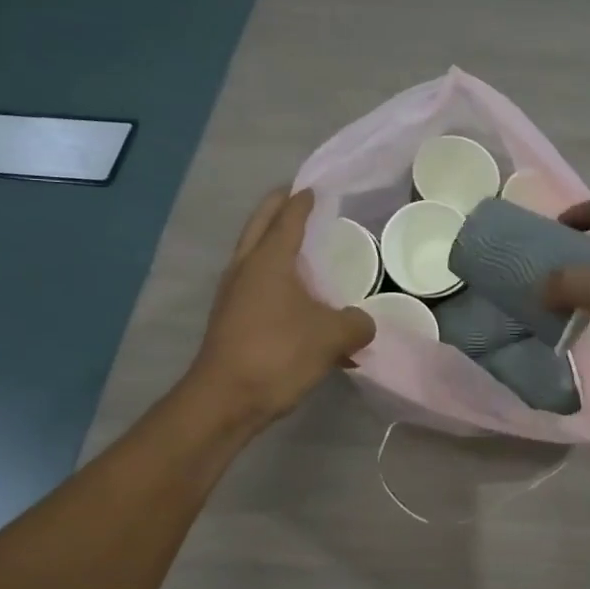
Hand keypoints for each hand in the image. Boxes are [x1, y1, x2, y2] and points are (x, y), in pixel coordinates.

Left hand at [192, 188, 374, 424]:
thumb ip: (357, 324)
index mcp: (269, 260)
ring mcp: (233, 293)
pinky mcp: (230, 317)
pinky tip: (295, 297)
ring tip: (299, 245)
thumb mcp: (332, 337)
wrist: (225, 400)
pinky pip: (254, 282)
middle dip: (279, 207)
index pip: (288, 217)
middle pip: (261, 224)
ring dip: (272, 241)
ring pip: (253, 253)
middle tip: (299, 199)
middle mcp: (246, 268)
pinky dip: (272, 275)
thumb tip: (364, 323)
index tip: (316, 188)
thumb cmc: (278, 355)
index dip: (303, 201)